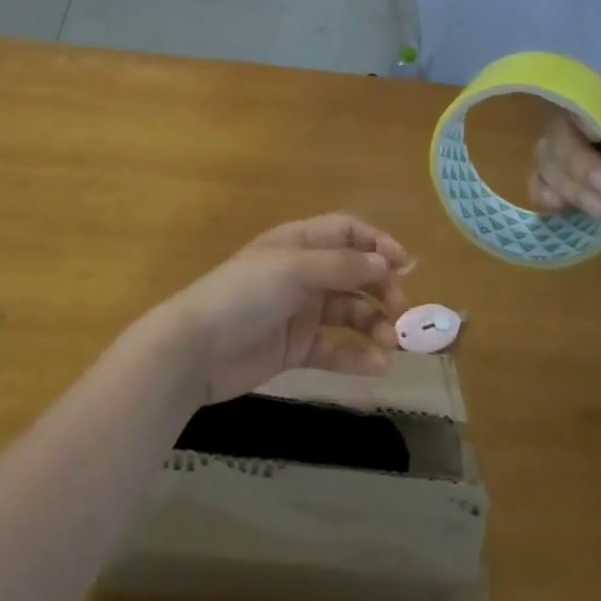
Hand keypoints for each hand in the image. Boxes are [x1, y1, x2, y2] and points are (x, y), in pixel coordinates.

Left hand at [149, 214, 410, 404]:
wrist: (196, 349)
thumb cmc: (244, 295)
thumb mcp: (293, 269)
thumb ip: (341, 265)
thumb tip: (385, 262)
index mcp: (299, 242)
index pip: (347, 232)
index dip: (377, 243)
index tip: (405, 265)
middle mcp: (303, 272)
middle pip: (353, 272)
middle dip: (380, 287)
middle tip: (400, 311)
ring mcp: (299, 311)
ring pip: (348, 311)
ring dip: (372, 324)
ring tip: (390, 344)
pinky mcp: (295, 347)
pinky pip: (333, 347)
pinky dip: (355, 355)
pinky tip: (376, 367)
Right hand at [531, 88, 600, 321]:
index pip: (595, 90)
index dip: (581, 105)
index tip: (594, 135)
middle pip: (564, 125)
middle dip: (577, 158)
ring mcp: (593, 175)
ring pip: (548, 153)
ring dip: (567, 180)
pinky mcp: (578, 207)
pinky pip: (540, 183)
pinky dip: (542, 190)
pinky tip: (559, 209)